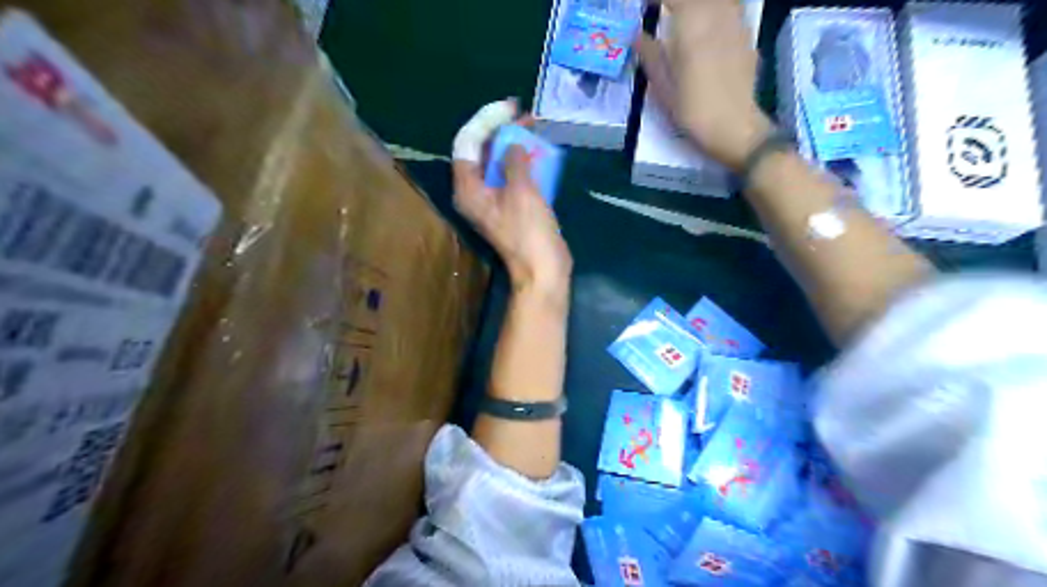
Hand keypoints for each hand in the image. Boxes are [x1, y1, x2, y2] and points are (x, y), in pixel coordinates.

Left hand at [451, 101, 571, 296]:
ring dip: (513, 144)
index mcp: (468, 189)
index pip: (466, 143)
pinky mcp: (509, 206)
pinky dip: (521, 161)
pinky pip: (510, 175)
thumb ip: (513, 160)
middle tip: (525, 115)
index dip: (486, 121)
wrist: (543, 269)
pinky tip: (538, 151)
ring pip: (497, 162)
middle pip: (480, 151)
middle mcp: (475, 192)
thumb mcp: (521, 190)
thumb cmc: (529, 231)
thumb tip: (513, 144)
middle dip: (501, 130)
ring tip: (533, 127)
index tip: (510, 109)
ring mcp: (492, 199)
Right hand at [633, 0, 770, 169]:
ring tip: (683, 18)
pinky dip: (715, 11)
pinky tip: (707, 25)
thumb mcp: (663, 87)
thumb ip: (650, 55)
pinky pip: (730, 8)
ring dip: (697, 6)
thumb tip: (637, 35)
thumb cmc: (693, 111)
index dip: (655, 0)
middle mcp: (716, 14)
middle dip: (676, 3)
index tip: (643, 7)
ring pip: (717, 0)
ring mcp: (736, 22)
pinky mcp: (746, 35)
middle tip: (661, 12)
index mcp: (691, 24)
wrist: (734, 126)